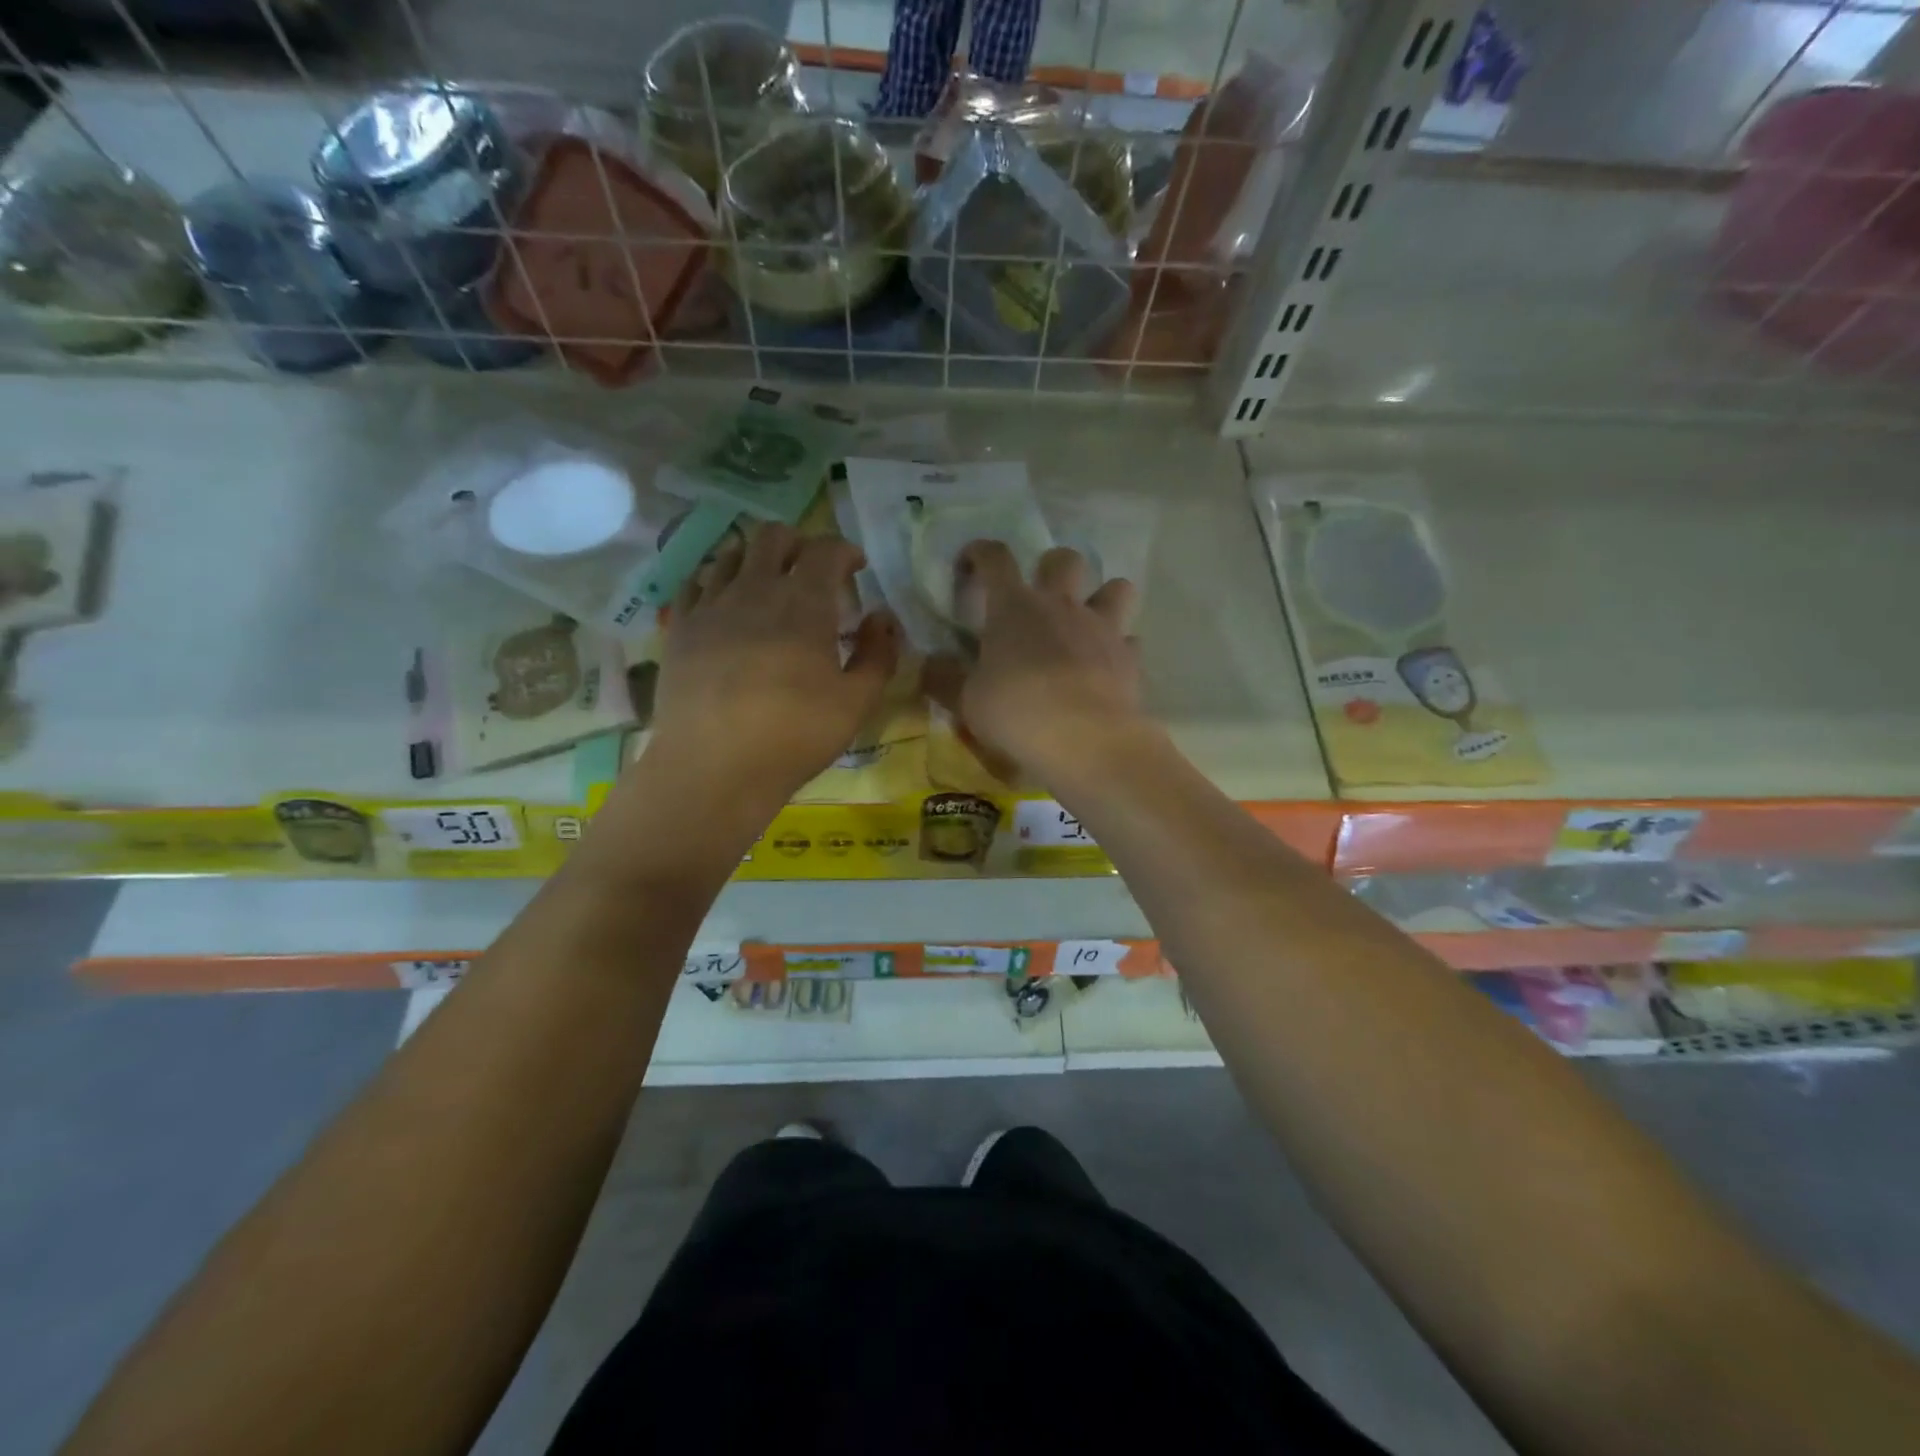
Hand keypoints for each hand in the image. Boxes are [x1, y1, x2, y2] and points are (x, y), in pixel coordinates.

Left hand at [652, 524, 898, 809]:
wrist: (714, 767)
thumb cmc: (795, 736)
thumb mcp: (857, 702)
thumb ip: (878, 654)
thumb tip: (882, 618)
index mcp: (804, 603)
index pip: (825, 549)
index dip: (845, 550)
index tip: (856, 567)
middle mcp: (754, 589)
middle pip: (774, 536)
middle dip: (799, 542)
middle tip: (812, 571)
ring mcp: (711, 605)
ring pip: (732, 553)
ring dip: (757, 558)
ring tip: (768, 584)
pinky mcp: (680, 627)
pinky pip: (696, 582)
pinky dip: (717, 581)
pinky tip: (724, 603)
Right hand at [924, 541, 1145, 782]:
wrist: (1085, 740)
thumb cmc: (1016, 713)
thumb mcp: (967, 701)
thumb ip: (946, 678)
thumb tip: (930, 663)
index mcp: (1014, 607)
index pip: (994, 558)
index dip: (979, 553)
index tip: (970, 563)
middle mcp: (1061, 606)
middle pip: (1064, 559)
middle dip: (1051, 567)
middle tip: (1040, 595)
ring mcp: (1101, 628)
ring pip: (1115, 587)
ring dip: (1102, 596)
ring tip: (1088, 621)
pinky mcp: (1129, 658)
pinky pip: (1129, 641)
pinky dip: (1119, 649)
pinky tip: (1107, 667)